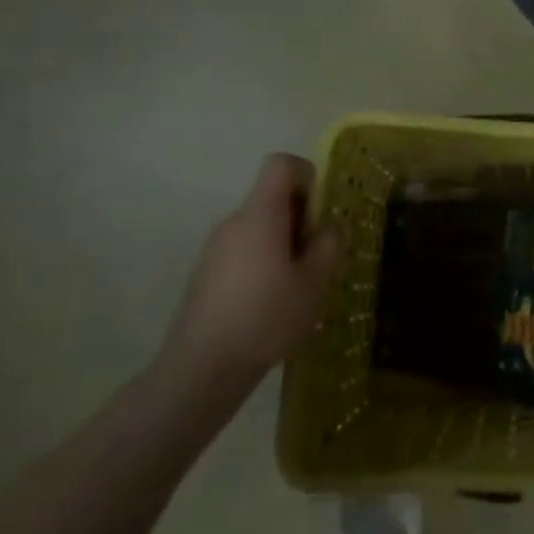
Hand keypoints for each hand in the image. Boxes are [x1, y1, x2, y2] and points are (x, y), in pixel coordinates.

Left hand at [159, 154, 344, 398]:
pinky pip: (245, 249)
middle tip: (319, 257)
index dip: (308, 175)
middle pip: (273, 197)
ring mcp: (216, 248)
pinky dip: (266, 261)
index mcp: (260, 215)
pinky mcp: (207, 273)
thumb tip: (332, 223)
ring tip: (299, 284)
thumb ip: (330, 244)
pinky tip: (273, 302)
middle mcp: (234, 222)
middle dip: (303, 217)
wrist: (201, 369)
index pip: (281, 164)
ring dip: (286, 242)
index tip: (322, 212)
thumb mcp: (315, 281)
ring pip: (261, 226)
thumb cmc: (266, 318)